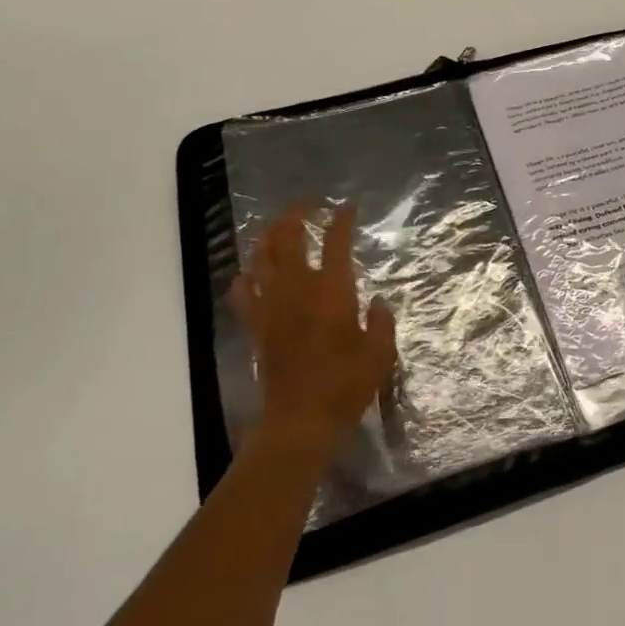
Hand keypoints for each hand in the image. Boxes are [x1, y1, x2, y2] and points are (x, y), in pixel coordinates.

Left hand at [230, 202, 397, 456]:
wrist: (299, 421)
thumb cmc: (346, 385)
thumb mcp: (380, 354)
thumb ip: (381, 322)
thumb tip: (378, 302)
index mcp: (333, 291)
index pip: (336, 243)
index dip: (341, 221)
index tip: (346, 208)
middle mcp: (298, 290)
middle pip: (289, 239)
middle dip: (295, 215)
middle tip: (304, 204)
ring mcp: (272, 306)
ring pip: (262, 259)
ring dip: (268, 237)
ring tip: (276, 227)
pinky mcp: (257, 326)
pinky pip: (243, 293)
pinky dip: (246, 277)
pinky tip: (250, 273)